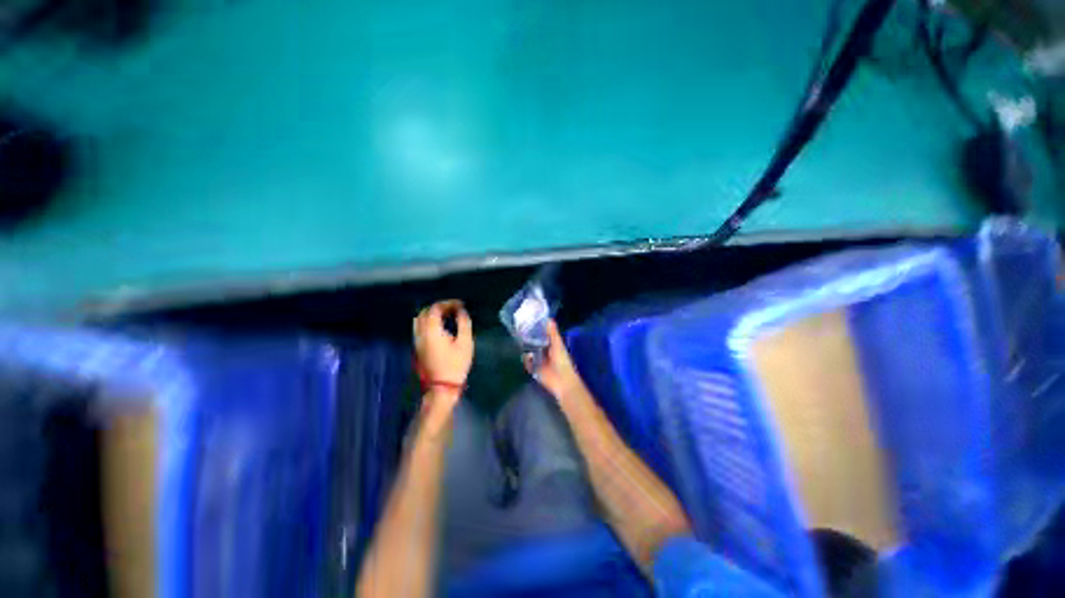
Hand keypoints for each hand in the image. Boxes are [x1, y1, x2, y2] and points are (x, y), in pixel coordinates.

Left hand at [414, 300, 474, 403]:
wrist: (442, 388)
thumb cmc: (455, 365)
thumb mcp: (465, 343)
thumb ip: (463, 323)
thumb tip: (461, 311)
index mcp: (431, 331)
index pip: (435, 309)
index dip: (448, 303)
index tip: (460, 305)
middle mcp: (420, 334)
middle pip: (424, 312)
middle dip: (438, 307)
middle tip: (453, 309)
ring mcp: (417, 341)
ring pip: (419, 320)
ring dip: (431, 314)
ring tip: (446, 316)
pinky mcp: (418, 348)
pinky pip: (419, 328)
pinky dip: (428, 322)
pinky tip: (440, 327)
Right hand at [526, 320, 584, 400]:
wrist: (561, 381)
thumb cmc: (562, 361)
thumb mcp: (557, 344)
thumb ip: (553, 333)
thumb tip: (549, 318)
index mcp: (551, 344)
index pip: (541, 334)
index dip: (535, 328)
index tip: (527, 321)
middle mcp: (544, 351)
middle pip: (534, 342)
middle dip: (528, 338)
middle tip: (519, 331)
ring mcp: (539, 360)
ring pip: (529, 352)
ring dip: (525, 349)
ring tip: (518, 342)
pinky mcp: (534, 369)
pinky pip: (527, 363)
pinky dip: (526, 360)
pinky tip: (525, 356)